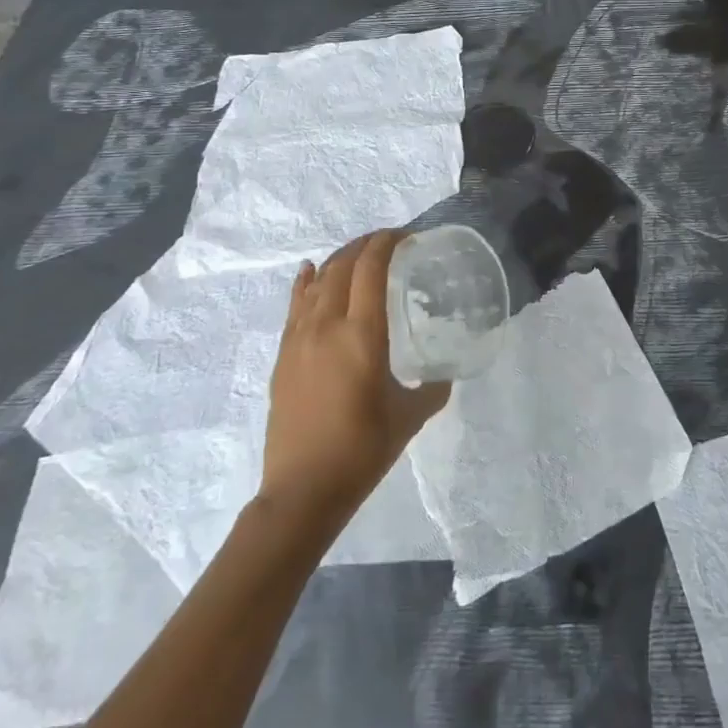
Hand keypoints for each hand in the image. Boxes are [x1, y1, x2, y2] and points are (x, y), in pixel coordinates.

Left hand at [261, 229, 449, 513]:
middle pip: (342, 267)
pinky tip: (309, 271)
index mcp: (361, 335)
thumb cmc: (362, 451)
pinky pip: (295, 306)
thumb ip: (432, 388)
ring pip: (316, 282)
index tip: (406, 236)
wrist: (302, 491)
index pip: (370, 270)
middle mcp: (326, 327)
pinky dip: (305, 282)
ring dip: (338, 260)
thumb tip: (444, 373)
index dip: (386, 243)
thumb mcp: (410, 417)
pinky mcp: (283, 357)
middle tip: (388, 242)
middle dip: (364, 245)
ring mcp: (299, 340)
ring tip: (357, 255)